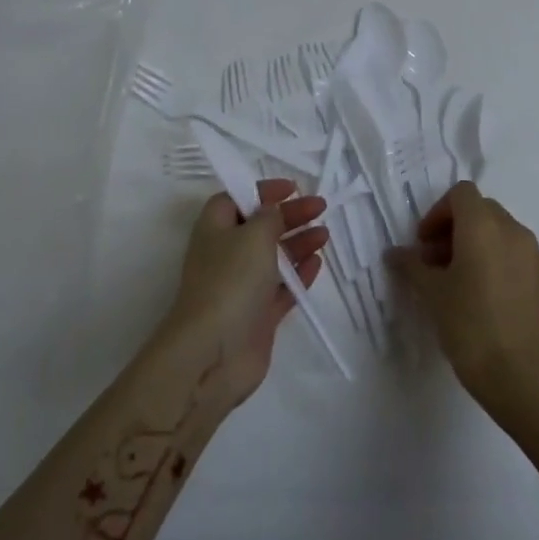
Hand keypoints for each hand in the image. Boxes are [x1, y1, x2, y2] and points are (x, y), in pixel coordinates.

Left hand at [158, 179, 327, 404]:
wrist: (214, 352)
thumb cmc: (231, 281)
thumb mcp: (253, 235)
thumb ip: (268, 218)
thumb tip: (273, 211)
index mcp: (215, 230)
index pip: (235, 199)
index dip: (261, 190)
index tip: (292, 188)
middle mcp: (226, 255)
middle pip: (259, 227)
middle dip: (288, 215)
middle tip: (319, 207)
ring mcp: (242, 287)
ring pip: (273, 257)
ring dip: (298, 243)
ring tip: (324, 234)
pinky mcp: (258, 315)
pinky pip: (281, 288)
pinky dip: (299, 274)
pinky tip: (318, 263)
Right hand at [389, 182, 538, 426]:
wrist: (524, 379)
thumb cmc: (469, 328)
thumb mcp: (431, 295)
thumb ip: (411, 266)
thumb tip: (396, 253)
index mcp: (484, 227)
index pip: (462, 194)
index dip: (439, 213)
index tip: (425, 245)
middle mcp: (518, 234)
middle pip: (486, 213)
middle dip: (460, 231)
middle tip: (441, 265)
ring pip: (510, 241)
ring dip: (487, 252)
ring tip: (470, 288)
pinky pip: (529, 270)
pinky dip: (510, 276)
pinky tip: (499, 310)